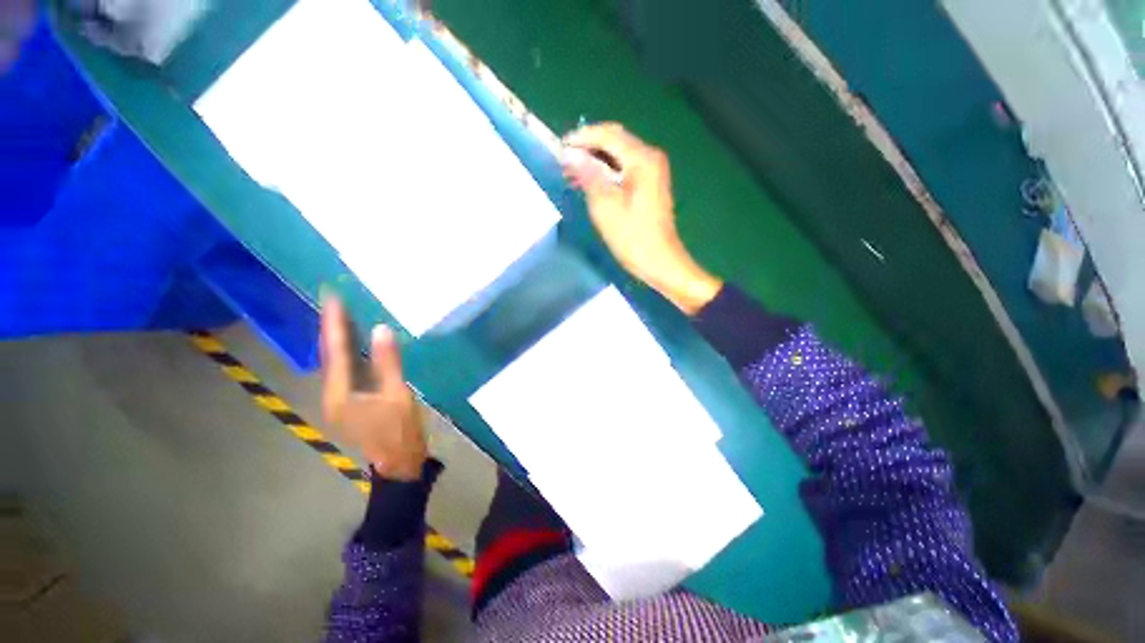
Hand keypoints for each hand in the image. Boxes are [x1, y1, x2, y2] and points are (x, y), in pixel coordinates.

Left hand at [320, 296, 426, 480]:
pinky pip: (343, 371)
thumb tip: (380, 329)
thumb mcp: (397, 394)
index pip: (335, 351)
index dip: (334, 324)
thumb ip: (388, 362)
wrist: (399, 461)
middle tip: (333, 302)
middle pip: (327, 356)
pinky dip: (345, 353)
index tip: (332, 299)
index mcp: (340, 393)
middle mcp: (331, 395)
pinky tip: (352, 344)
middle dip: (329, 328)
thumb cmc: (399, 429)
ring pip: (333, 363)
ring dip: (335, 339)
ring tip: (340, 316)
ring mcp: (338, 400)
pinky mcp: (348, 402)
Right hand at [562, 123, 721, 314]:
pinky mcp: (651, 184)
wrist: (660, 261)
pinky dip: (608, 171)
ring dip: (597, 160)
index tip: (560, 147)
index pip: (608, 135)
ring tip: (574, 173)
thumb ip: (589, 176)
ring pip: (620, 154)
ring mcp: (653, 170)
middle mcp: (651, 157)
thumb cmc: (632, 237)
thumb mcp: (605, 207)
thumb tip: (571, 154)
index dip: (582, 138)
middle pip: (616, 140)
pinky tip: (592, 182)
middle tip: (565, 161)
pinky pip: (626, 168)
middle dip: (589, 147)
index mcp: (642, 159)